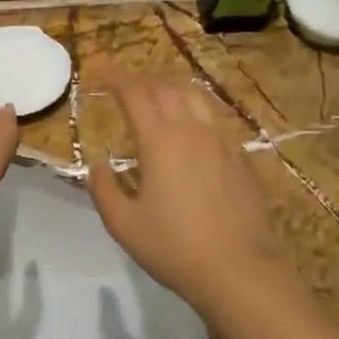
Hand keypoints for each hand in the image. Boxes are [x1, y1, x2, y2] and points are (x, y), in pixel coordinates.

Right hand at [86, 67, 275, 314]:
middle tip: (121, 83)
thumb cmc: (174, 248)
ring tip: (155, 93)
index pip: (134, 93)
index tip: (98, 67)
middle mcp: (191, 130)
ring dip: (169, 87)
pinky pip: (213, 117)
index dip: (114, 76)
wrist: (240, 271)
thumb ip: (104, 189)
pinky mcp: (240, 157)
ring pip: (194, 96)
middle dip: (139, 79)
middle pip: (164, 87)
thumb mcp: (124, 225)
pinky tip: (189, 125)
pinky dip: (193, 108)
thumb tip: (99, 166)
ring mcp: (221, 141)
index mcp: (160, 141)